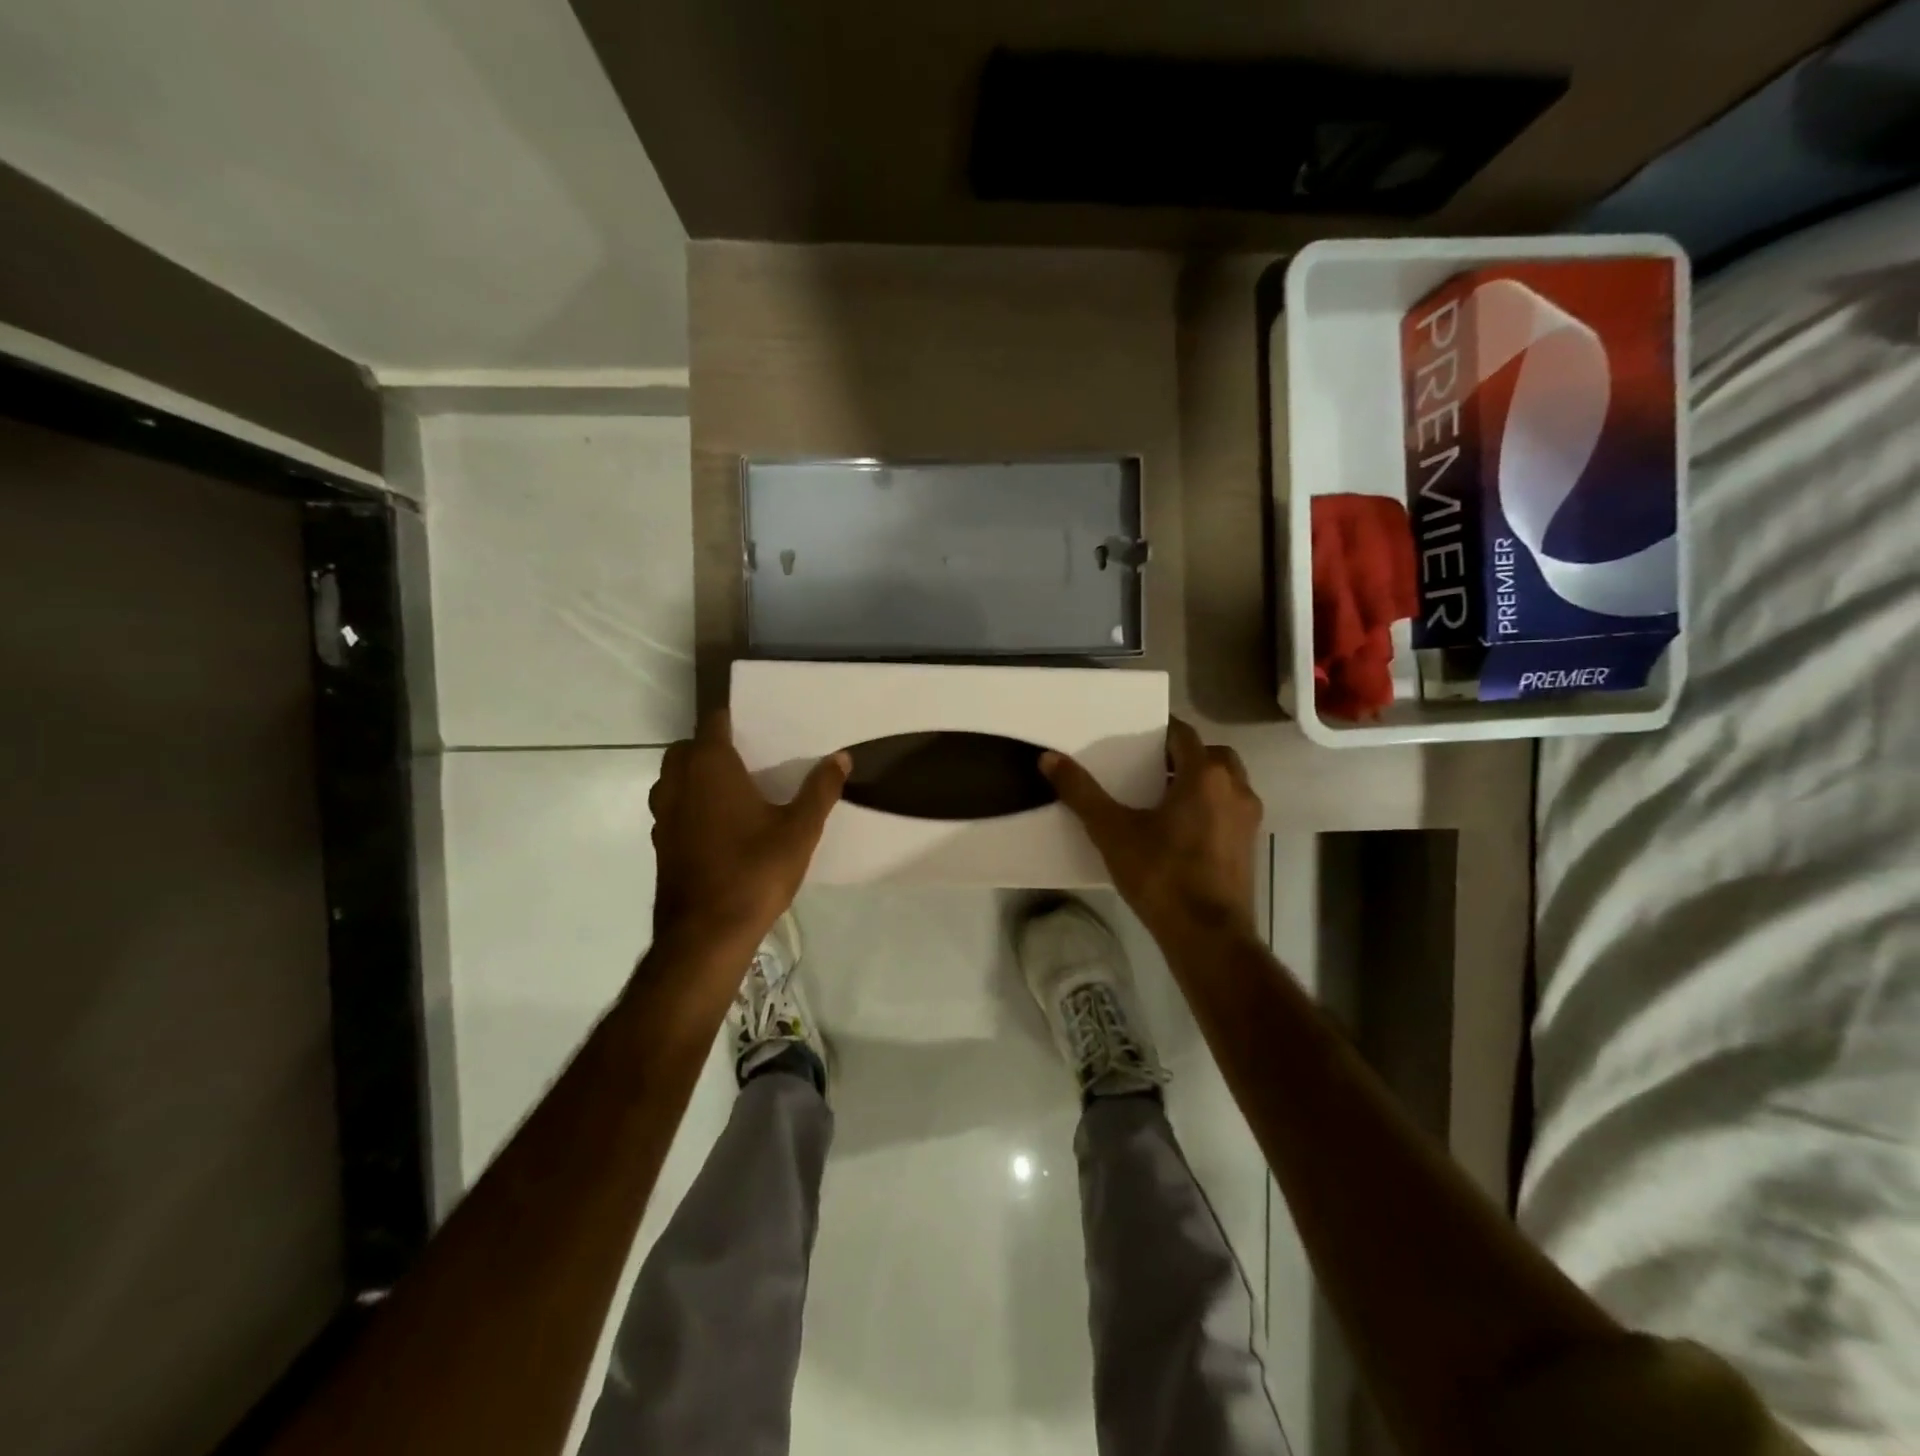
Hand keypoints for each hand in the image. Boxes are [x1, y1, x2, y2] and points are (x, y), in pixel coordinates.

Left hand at [649, 710, 848, 957]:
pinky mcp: (661, 844)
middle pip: (686, 748)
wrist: (706, 934)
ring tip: (734, 790)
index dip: (733, 719)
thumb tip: (842, 757)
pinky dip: (690, 805)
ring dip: (695, 776)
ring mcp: (664, 815)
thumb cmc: (755, 871)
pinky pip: (673, 808)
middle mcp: (678, 783)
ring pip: (673, 779)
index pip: (713, 722)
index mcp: (710, 767)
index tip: (758, 726)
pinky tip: (720, 827)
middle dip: (710, 746)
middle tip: (748, 759)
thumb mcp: (800, 829)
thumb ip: (820, 790)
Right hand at [1042, 718, 1262, 949]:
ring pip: (1226, 782)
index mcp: (1204, 775)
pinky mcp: (1249, 846)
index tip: (1135, 736)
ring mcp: (1248, 819)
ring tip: (1163, 797)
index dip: (1159, 730)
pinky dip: (1210, 806)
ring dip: (1200, 781)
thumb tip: (1049, 758)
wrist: (1209, 936)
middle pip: (1210, 754)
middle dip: (1182, 755)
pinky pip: (1230, 809)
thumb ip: (1081, 793)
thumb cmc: (1161, 875)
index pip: (1183, 734)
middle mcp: (1235, 789)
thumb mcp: (1112, 832)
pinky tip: (1180, 829)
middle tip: (1149, 767)